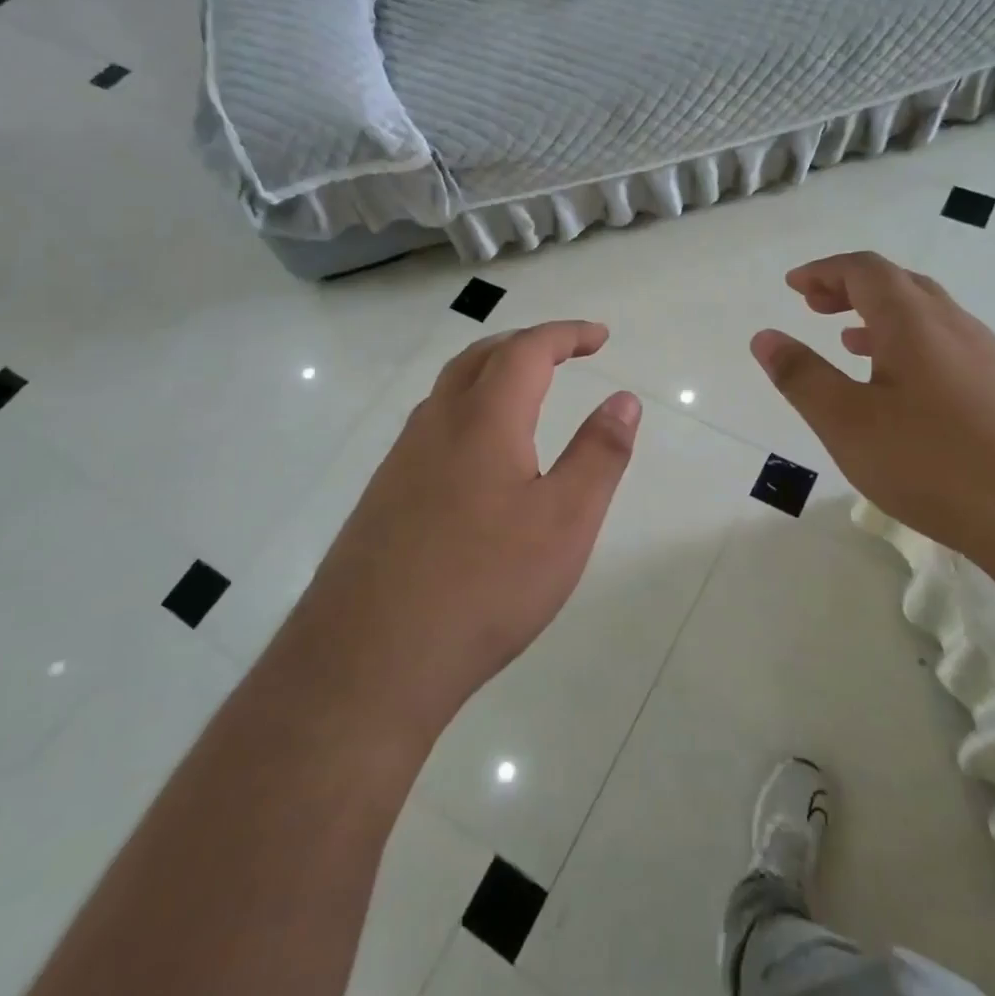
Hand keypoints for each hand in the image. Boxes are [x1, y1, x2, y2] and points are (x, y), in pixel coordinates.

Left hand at [303, 322, 642, 727]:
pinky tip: (478, 457)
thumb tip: (623, 399)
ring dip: (490, 374)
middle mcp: (435, 425)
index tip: (600, 336)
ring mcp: (400, 461)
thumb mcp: (565, 521)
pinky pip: (431, 429)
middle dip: (526, 344)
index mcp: (483, 419)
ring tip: (526, 393)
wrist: (370, 661)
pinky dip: (467, 412)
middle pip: (479, 358)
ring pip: (448, 392)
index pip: (527, 350)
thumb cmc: (485, 585)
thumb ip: (599, 454)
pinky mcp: (382, 497)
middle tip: (565, 353)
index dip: (566, 334)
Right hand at [750, 252, 994, 583]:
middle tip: (815, 306)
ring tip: (850, 342)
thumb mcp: (848, 424)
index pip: (865, 270)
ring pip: (928, 317)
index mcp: (913, 322)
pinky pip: (950, 347)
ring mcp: (991, 357)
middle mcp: (956, 326)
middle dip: (852, 288)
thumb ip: (802, 377)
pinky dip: (912, 347)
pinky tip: (905, 391)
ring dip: (882, 318)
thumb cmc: (935, 464)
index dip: (824, 271)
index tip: (793, 285)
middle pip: (900, 284)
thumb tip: (764, 337)